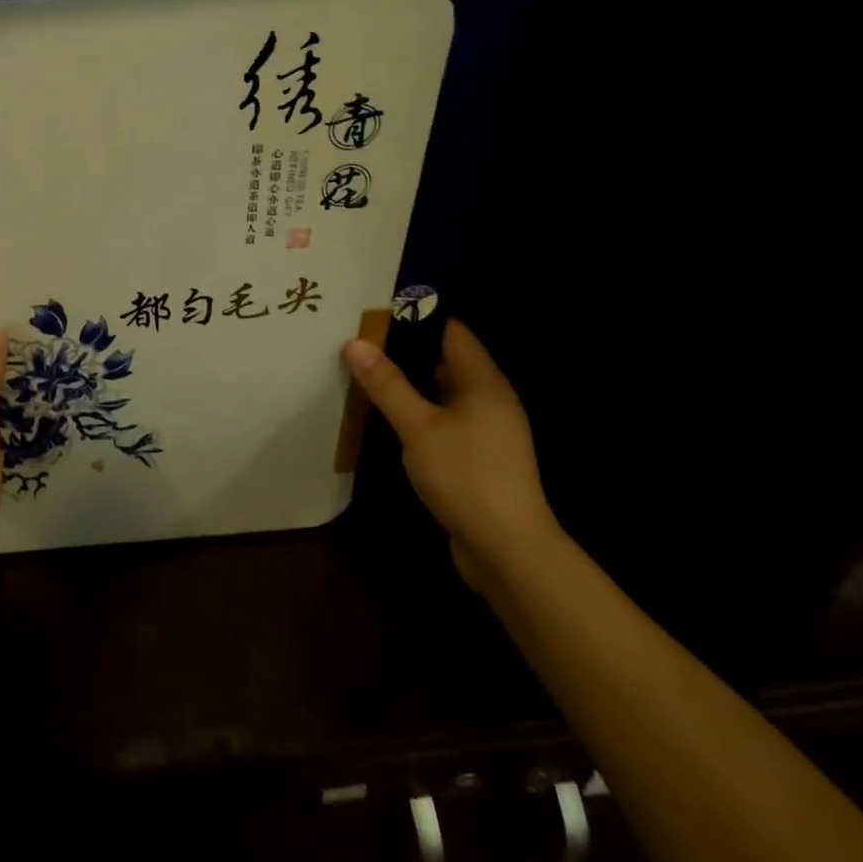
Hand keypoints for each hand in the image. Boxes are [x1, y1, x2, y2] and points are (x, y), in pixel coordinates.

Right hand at [343, 319, 560, 591]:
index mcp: (484, 382)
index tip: (375, 311)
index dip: (416, 317)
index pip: (451, 332)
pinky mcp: (476, 457)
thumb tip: (354, 342)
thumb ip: (387, 384)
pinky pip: (442, 420)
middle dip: (404, 349)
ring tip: (365, 373)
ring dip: (408, 383)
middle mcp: (489, 400)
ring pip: (441, 393)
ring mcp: (486, 430)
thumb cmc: (466, 476)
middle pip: (444, 360)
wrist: (508, 550)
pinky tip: (387, 417)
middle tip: (360, 339)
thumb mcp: (419, 427)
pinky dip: (417, 412)